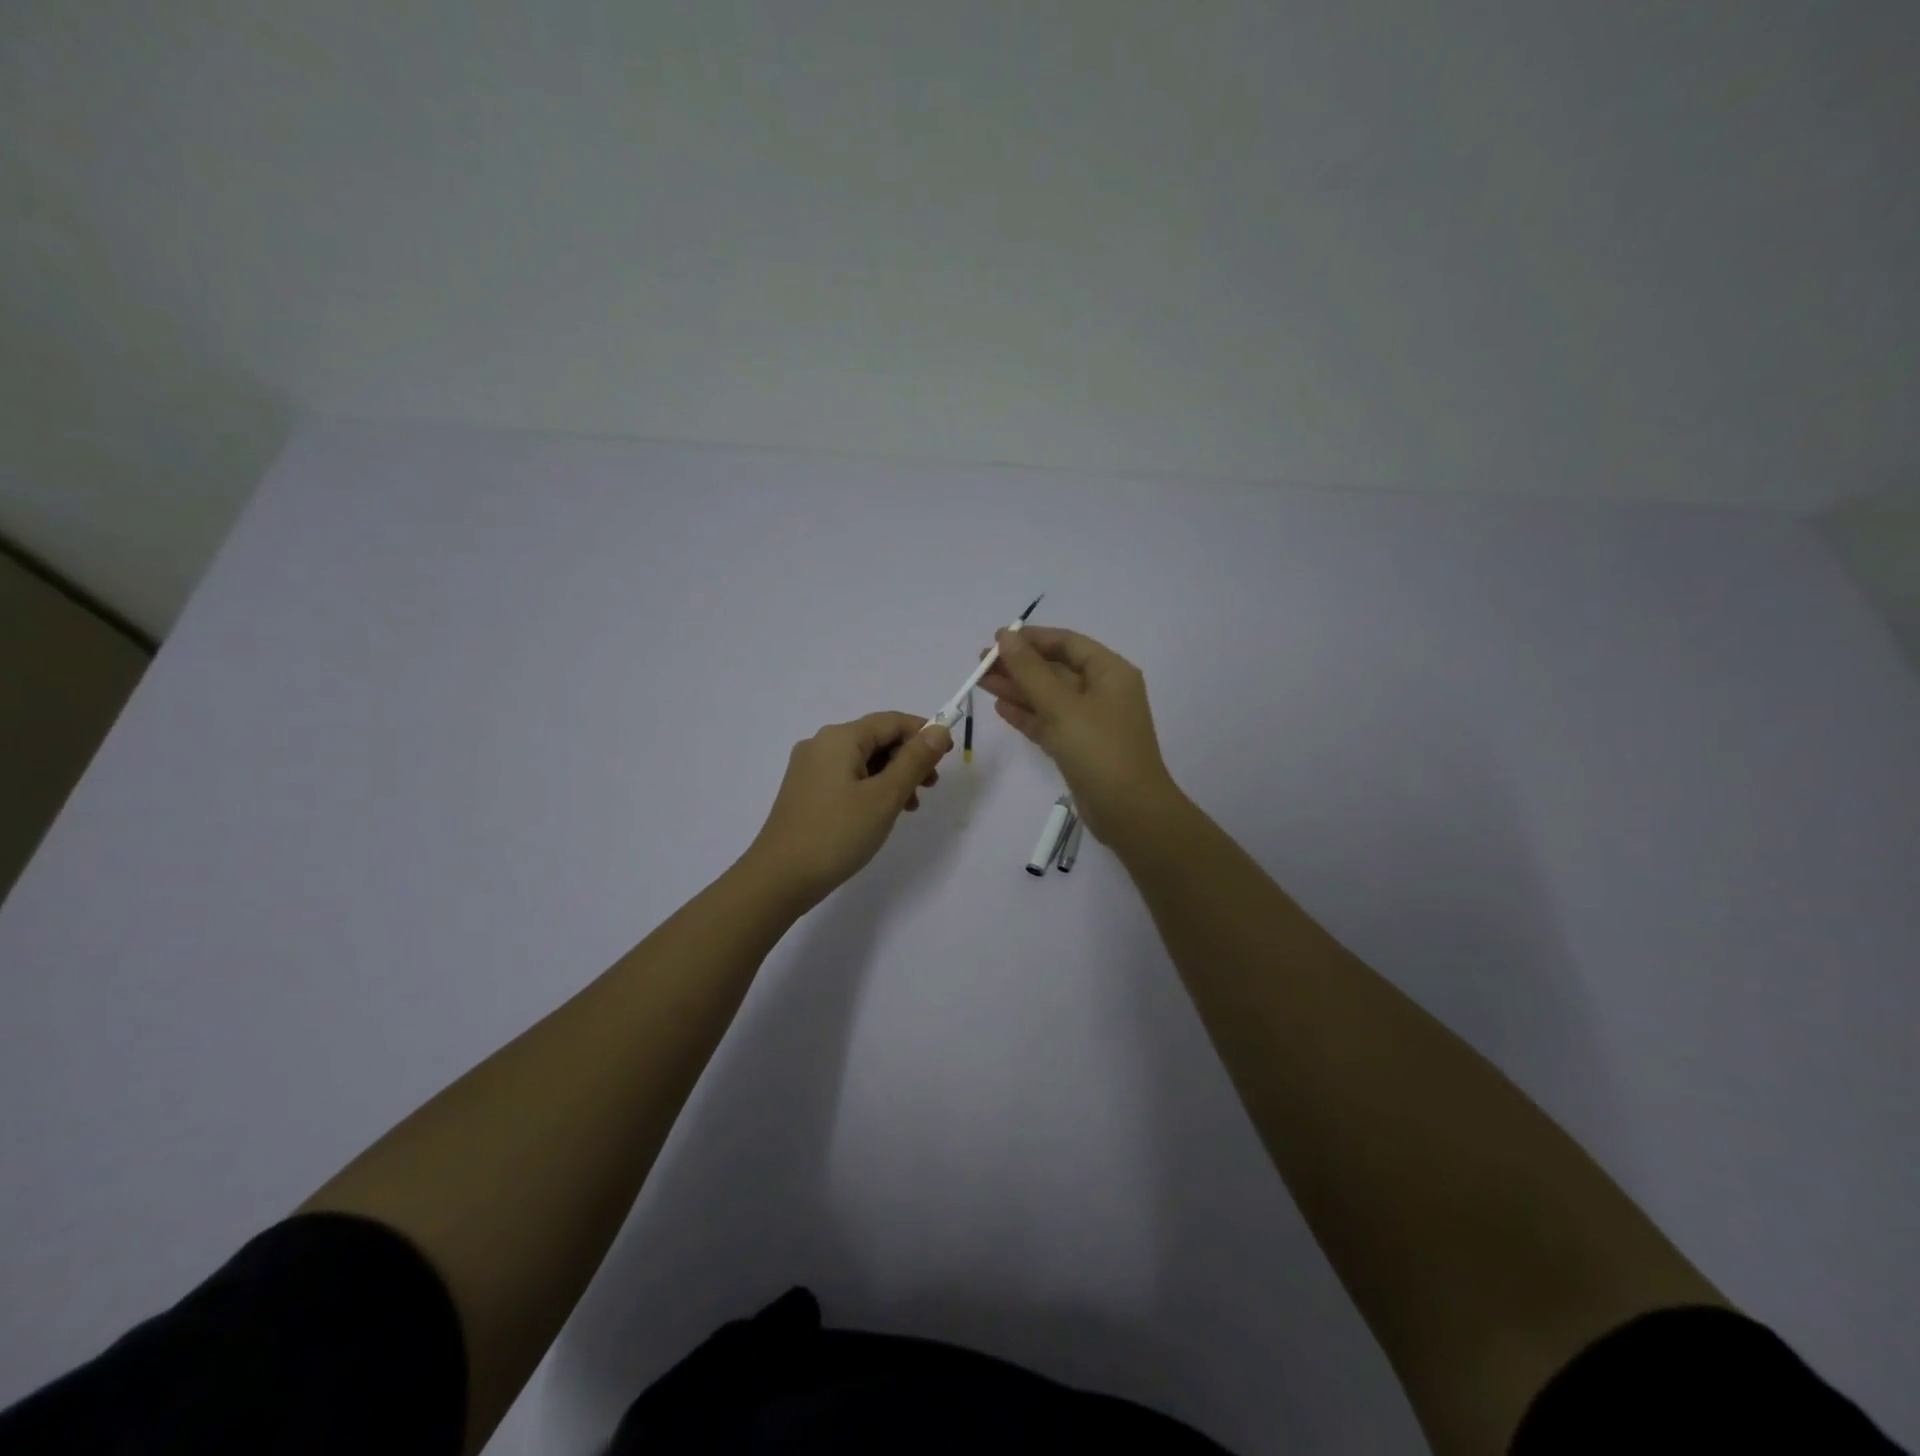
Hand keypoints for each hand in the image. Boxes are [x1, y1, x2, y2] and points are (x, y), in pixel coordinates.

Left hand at [744, 712, 952, 907]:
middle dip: (909, 758)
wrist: (779, 878)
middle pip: (877, 738)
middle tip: (930, 787)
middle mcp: (821, 744)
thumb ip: (914, 760)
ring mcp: (810, 768)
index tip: (948, 757)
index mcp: (839, 738)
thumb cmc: (837, 833)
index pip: (892, 721)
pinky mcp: (806, 791)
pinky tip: (881, 813)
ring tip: (910, 807)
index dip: (924, 733)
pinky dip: (871, 788)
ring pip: (863, 760)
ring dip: (893, 776)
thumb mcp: (884, 797)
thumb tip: (938, 730)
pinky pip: (847, 777)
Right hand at [977, 627, 1181, 845]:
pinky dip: (1028, 715)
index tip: (997, 639)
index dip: (1032, 638)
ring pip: (1049, 697)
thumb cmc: (1099, 750)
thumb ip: (1030, 671)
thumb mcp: (1062, 706)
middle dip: (1019, 665)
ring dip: (1018, 689)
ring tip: (981, 683)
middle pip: (1056, 669)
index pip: (1067, 643)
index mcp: (1110, 672)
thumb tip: (1006, 637)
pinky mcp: (1080, 747)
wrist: (1128, 811)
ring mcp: (1092, 721)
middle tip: (981, 663)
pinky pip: (1050, 722)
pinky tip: (1001, 708)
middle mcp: (1103, 692)